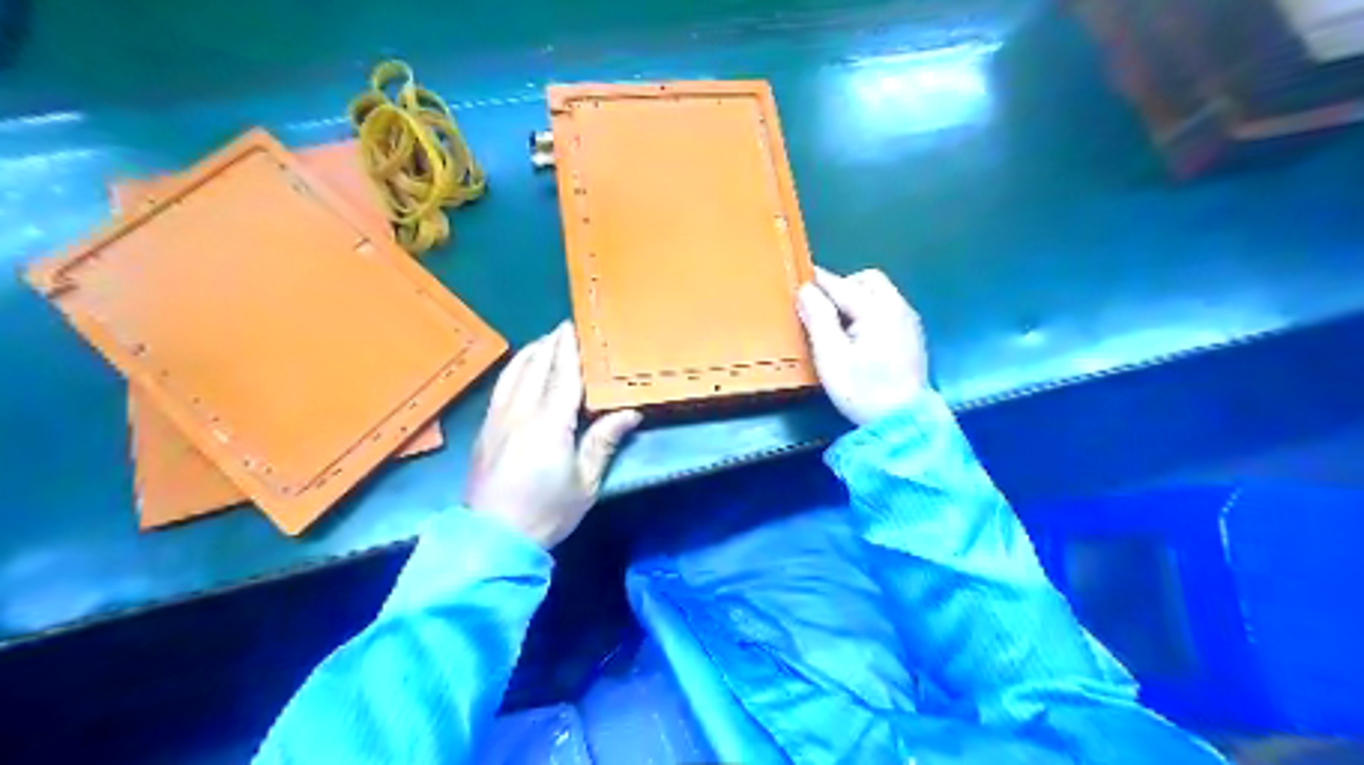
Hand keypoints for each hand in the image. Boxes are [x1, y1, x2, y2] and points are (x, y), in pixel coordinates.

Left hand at [468, 322, 642, 550]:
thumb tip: (630, 412)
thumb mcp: (585, 482)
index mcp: (549, 422)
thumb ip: (603, 441)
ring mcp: (497, 419)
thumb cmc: (547, 511)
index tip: (574, 327)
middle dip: (549, 344)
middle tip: (563, 330)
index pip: (562, 375)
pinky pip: (500, 388)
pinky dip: (514, 371)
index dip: (569, 349)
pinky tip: (519, 372)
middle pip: (535, 367)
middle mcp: (520, 412)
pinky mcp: (484, 430)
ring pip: (513, 374)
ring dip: (529, 354)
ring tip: (543, 343)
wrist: (492, 539)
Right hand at [795, 265, 932, 422]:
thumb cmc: (862, 390)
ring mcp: (908, 321)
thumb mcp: (831, 357)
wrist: (904, 421)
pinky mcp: (912, 336)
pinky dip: (870, 310)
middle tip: (822, 307)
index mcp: (876, 310)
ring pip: (880, 293)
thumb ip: (818, 319)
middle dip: (842, 286)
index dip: (817, 281)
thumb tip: (805, 290)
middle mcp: (897, 307)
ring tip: (838, 322)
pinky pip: (888, 308)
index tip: (798, 278)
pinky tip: (859, 334)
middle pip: (867, 280)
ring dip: (857, 298)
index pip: (841, 285)